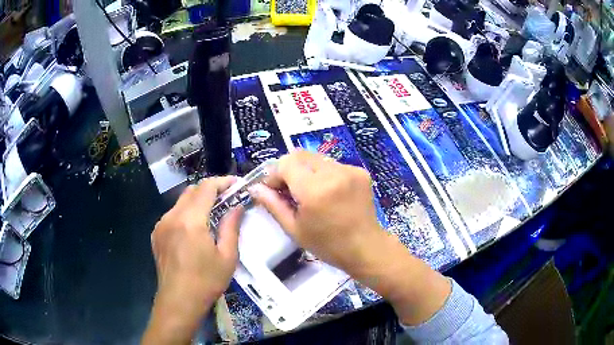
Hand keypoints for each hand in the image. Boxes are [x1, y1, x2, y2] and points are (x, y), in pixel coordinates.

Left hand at [143, 177, 243, 344]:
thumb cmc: (206, 282)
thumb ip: (231, 227)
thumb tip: (237, 206)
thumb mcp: (227, 257)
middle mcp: (172, 217)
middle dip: (211, 189)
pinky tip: (194, 230)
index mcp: (191, 221)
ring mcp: (161, 224)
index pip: (206, 187)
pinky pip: (172, 214)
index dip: (223, 181)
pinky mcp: (156, 233)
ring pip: (181, 201)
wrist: (178, 301)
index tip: (236, 185)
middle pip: (192, 190)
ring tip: (212, 214)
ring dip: (197, 201)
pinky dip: (186, 213)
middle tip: (227, 199)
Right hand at [249, 150, 381, 275]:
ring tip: (308, 192)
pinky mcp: (360, 171)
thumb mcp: (294, 229)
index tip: (273, 190)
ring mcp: (349, 170)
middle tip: (288, 190)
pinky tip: (327, 192)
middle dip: (288, 169)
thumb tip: (254, 188)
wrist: (366, 247)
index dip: (274, 174)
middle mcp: (333, 173)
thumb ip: (273, 205)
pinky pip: (332, 164)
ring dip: (306, 170)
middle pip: (300, 155)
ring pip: (316, 158)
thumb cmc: (327, 245)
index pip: (285, 163)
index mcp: (314, 189)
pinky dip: (323, 173)